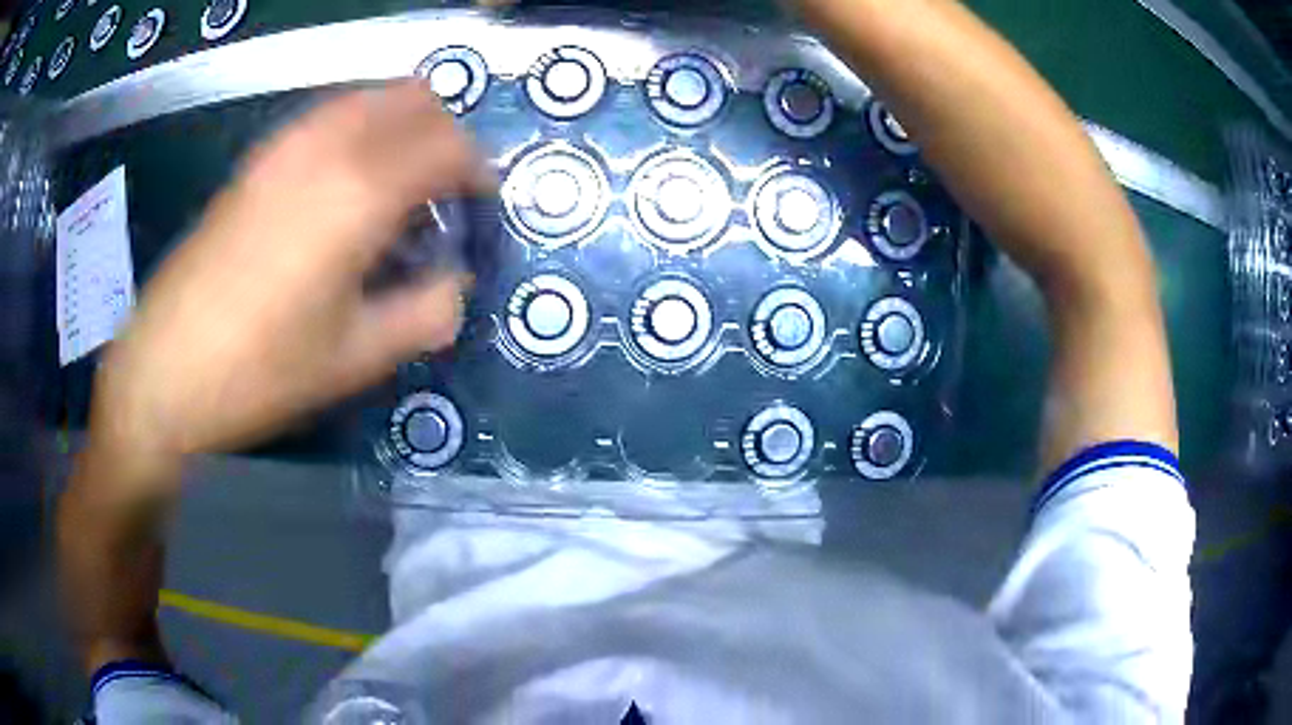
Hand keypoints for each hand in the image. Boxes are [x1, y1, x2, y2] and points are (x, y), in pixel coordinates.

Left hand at [91, 81, 492, 466]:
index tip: (479, 209)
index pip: (449, 145)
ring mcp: (284, 146)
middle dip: (445, 139)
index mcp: (360, 193)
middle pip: (415, 102)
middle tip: (443, 196)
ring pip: (370, 98)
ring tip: (396, 188)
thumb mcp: (355, 359)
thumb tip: (456, 285)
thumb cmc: (259, 373)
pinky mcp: (256, 159)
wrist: (163, 371)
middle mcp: (326, 147)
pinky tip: (343, 186)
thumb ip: (426, 314)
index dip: (478, 172)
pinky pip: (327, 116)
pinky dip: (357, 131)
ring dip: (400, 128)